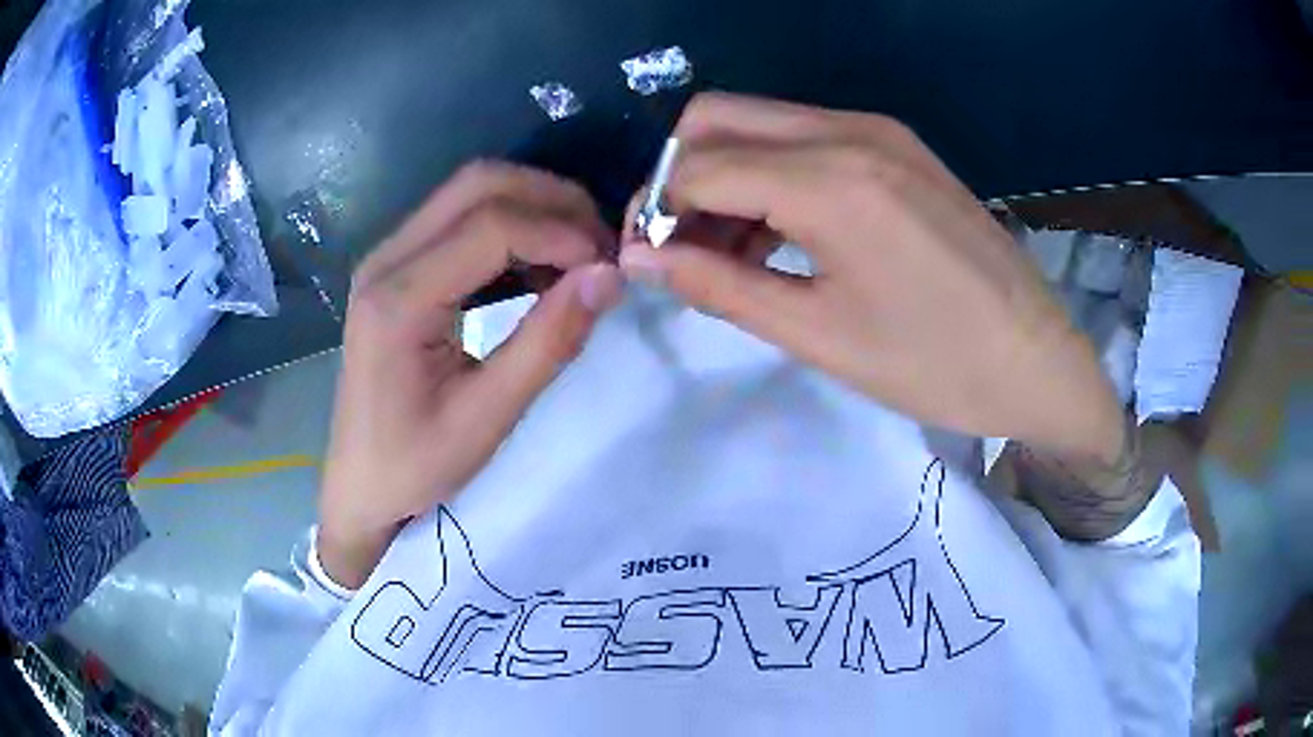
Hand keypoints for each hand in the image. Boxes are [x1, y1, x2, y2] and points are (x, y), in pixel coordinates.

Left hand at [319, 162, 621, 587]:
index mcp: (398, 299)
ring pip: (472, 193)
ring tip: (581, 256)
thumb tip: (608, 276)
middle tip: (601, 246)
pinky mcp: (398, 268)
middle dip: (552, 201)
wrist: (360, 484)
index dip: (561, 232)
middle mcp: (386, 259)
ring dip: (535, 210)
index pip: (491, 225)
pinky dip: (512, 231)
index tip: (610, 266)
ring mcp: (388, 258)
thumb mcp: (487, 417)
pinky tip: (542, 269)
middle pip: (479, 184)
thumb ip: (548, 342)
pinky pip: (462, 221)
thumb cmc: (414, 465)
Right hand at [620, 93, 1123, 463]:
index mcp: (830, 180)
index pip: (697, 165)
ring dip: (725, 172)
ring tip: (730, 251)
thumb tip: (639, 257)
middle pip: (717, 117)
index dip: (656, 209)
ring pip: (760, 121)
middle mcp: (848, 130)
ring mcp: (879, 130)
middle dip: (680, 175)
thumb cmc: (934, 365)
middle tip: (683, 245)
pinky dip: (772, 172)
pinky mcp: (899, 145)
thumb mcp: (818, 335)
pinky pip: (806, 136)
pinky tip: (781, 232)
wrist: (1037, 360)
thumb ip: (719, 286)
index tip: (649, 258)